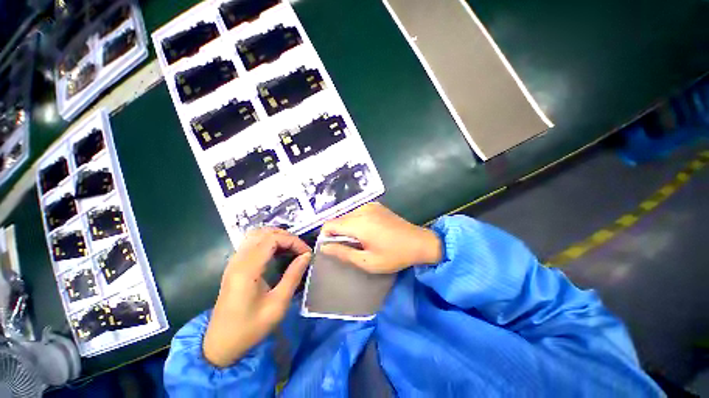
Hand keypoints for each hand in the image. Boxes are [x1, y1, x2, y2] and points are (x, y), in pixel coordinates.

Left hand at [203, 228, 310, 367]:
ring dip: (276, 237)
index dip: (293, 241)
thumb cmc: (250, 328)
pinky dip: (268, 242)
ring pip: (256, 235)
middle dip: (286, 237)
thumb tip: (306, 256)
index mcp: (248, 269)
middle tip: (300, 250)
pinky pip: (252, 243)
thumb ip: (293, 276)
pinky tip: (277, 253)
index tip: (306, 253)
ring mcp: (234, 262)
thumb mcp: (278, 304)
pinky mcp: (234, 266)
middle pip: (264, 233)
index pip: (273, 239)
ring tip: (291, 249)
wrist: (220, 345)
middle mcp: (238, 260)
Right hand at [320, 203, 441, 273]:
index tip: (332, 248)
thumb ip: (343, 253)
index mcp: (358, 223)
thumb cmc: (394, 255)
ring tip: (359, 241)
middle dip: (337, 233)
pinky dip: (356, 222)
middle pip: (338, 219)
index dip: (326, 236)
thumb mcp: (367, 261)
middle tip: (348, 247)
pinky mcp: (376, 206)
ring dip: (347, 227)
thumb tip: (324, 247)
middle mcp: (362, 210)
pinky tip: (368, 232)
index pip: (330, 224)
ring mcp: (370, 206)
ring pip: (348, 216)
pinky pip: (358, 212)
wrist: (419, 242)